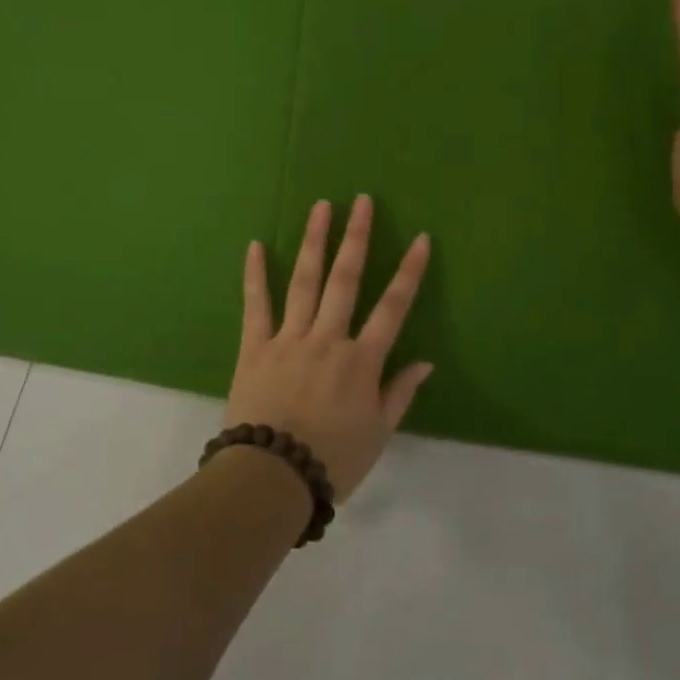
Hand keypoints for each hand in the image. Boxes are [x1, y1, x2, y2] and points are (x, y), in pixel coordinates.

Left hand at [224, 196, 434, 498]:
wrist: (272, 478)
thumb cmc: (332, 460)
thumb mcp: (378, 434)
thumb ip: (400, 393)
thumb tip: (425, 362)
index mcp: (362, 361)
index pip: (393, 307)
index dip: (410, 271)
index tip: (421, 239)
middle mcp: (328, 338)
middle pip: (346, 279)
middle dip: (356, 237)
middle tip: (362, 201)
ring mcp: (289, 339)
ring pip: (304, 281)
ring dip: (314, 242)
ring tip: (321, 207)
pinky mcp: (255, 347)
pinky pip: (255, 305)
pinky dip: (255, 275)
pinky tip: (254, 245)